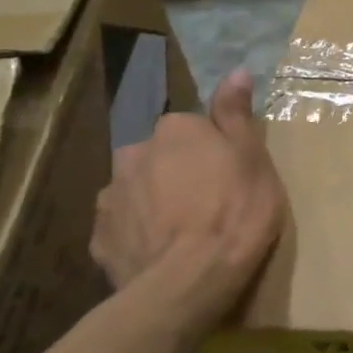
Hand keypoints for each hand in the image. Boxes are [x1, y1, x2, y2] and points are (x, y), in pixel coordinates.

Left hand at [91, 67, 287, 334]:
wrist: (188, 281)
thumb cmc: (235, 212)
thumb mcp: (253, 157)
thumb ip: (236, 114)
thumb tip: (235, 71)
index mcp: (175, 130)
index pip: (192, 127)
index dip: (213, 149)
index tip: (230, 172)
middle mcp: (134, 153)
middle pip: (160, 155)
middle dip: (177, 170)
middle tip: (209, 201)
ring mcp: (111, 197)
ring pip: (138, 189)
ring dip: (155, 201)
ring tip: (183, 231)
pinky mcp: (99, 239)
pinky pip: (123, 226)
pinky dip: (139, 233)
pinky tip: (161, 252)